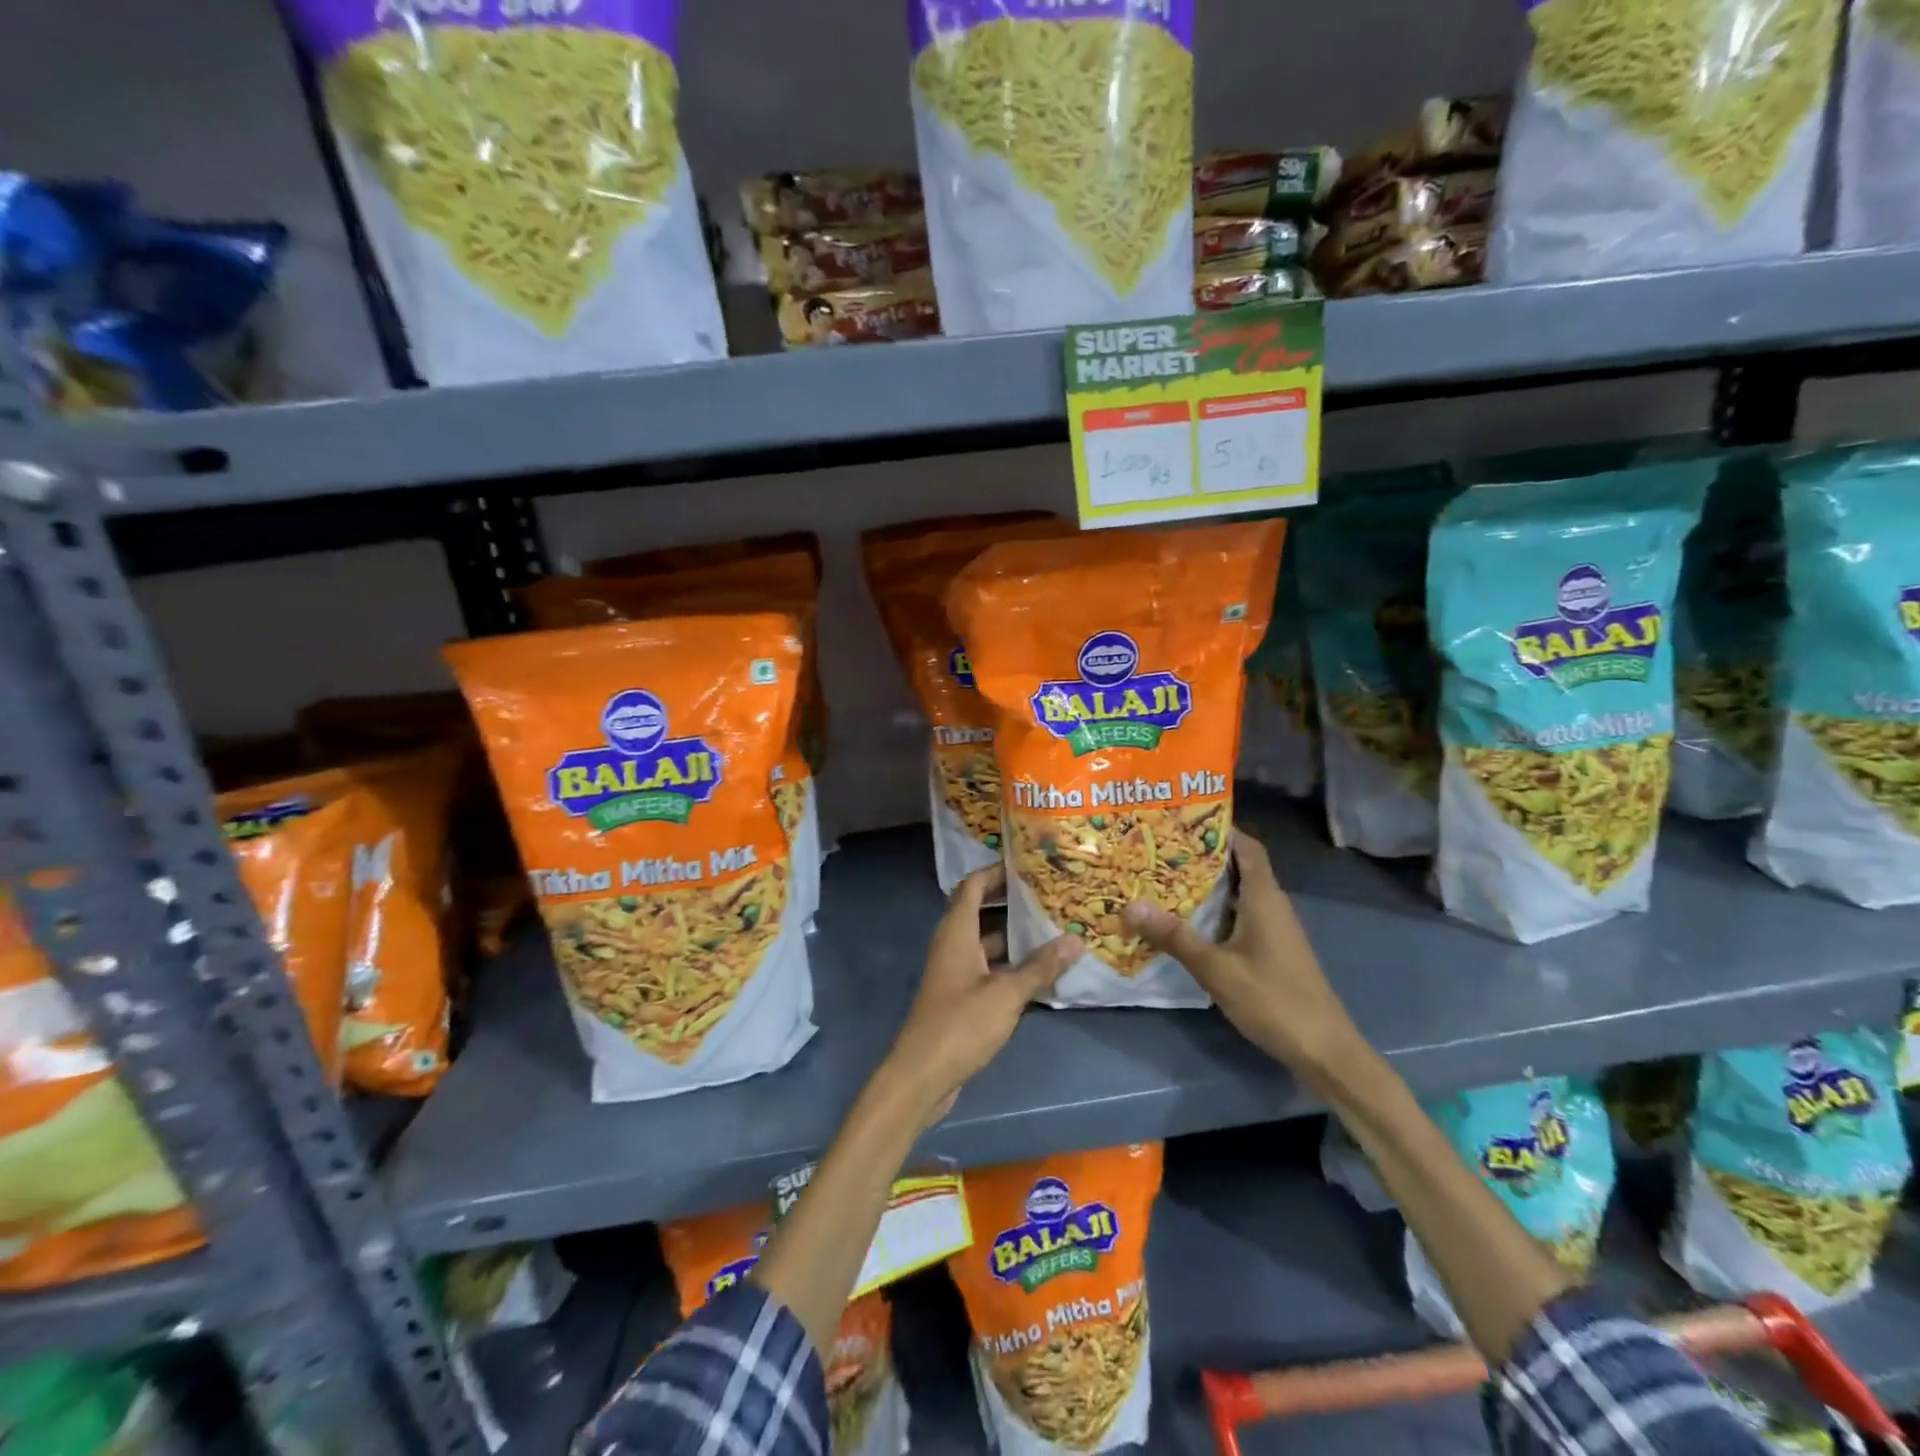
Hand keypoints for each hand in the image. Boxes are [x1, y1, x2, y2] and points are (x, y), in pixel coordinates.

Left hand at [880, 865, 1081, 1129]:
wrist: (922, 1075)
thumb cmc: (960, 1024)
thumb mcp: (1006, 994)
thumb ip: (1040, 967)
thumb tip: (1075, 940)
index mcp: (956, 931)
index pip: (973, 885)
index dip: (996, 870)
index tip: (1029, 864)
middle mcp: (953, 944)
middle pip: (981, 910)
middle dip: (1012, 901)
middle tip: (1051, 894)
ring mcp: (956, 970)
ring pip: (988, 941)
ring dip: (1015, 935)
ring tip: (1054, 927)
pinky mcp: (961, 995)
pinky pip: (988, 967)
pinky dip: (1011, 964)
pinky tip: (1042, 970)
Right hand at [1122, 830, 1359, 1079]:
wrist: (1325, 1051)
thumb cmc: (1274, 1000)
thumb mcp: (1216, 969)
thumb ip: (1174, 936)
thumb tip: (1130, 904)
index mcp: (1264, 897)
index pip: (1247, 846)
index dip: (1220, 828)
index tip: (1182, 818)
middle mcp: (1272, 905)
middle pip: (1238, 867)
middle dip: (1201, 856)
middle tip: (1158, 848)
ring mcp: (1274, 929)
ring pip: (1238, 893)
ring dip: (1206, 885)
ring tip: (1162, 878)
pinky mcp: (1272, 950)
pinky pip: (1239, 916)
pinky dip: (1214, 911)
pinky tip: (1186, 921)